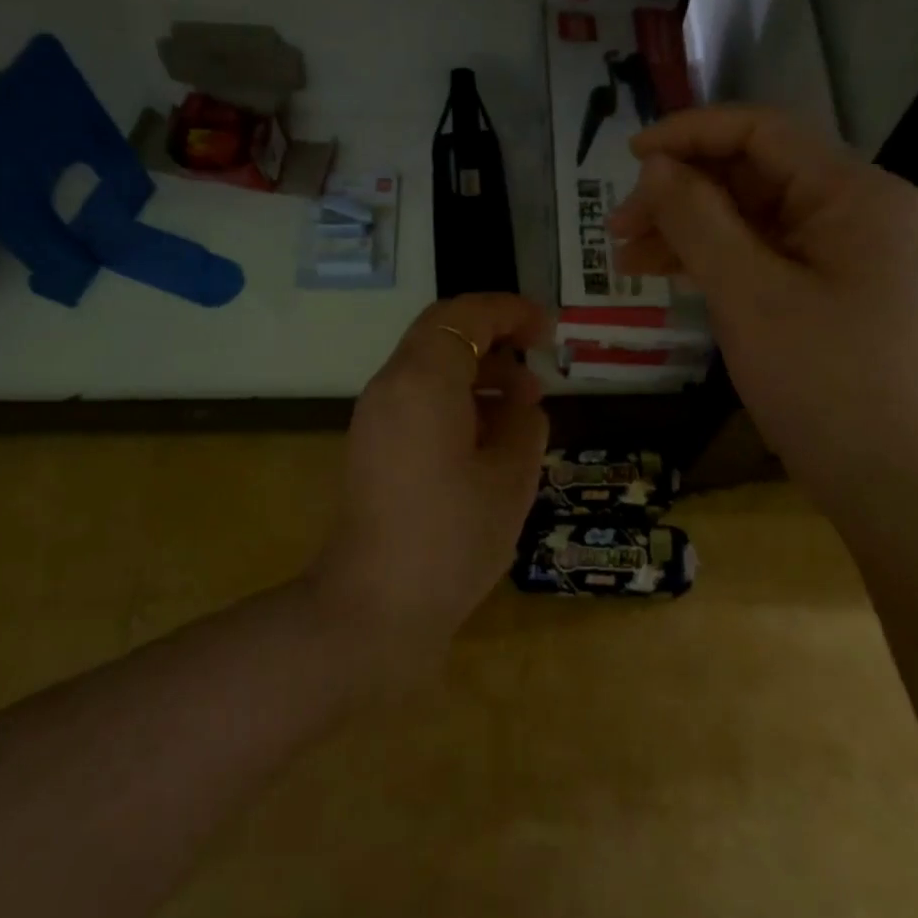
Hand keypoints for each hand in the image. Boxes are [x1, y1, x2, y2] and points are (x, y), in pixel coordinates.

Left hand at [311, 295, 549, 668]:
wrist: (374, 606)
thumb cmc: (451, 537)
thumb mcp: (510, 479)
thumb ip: (524, 426)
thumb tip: (522, 407)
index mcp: (423, 380)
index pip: (465, 315)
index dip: (509, 311)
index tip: (546, 329)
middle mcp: (390, 385)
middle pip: (442, 334)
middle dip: (494, 339)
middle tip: (537, 364)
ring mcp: (374, 415)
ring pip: (428, 366)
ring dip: (476, 372)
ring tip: (523, 407)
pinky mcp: (371, 444)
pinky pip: (416, 399)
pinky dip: (455, 399)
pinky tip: (488, 437)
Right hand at [608, 106, 917, 504]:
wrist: (881, 476)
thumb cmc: (819, 379)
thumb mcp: (747, 292)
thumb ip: (697, 218)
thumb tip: (655, 166)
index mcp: (853, 192)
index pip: (762, 131)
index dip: (690, 133)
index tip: (629, 156)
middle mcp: (855, 207)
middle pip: (752, 173)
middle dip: (681, 193)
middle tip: (618, 227)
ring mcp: (843, 248)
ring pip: (750, 214)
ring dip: (688, 228)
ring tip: (627, 256)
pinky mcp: (827, 283)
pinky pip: (762, 251)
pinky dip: (713, 257)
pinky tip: (666, 272)